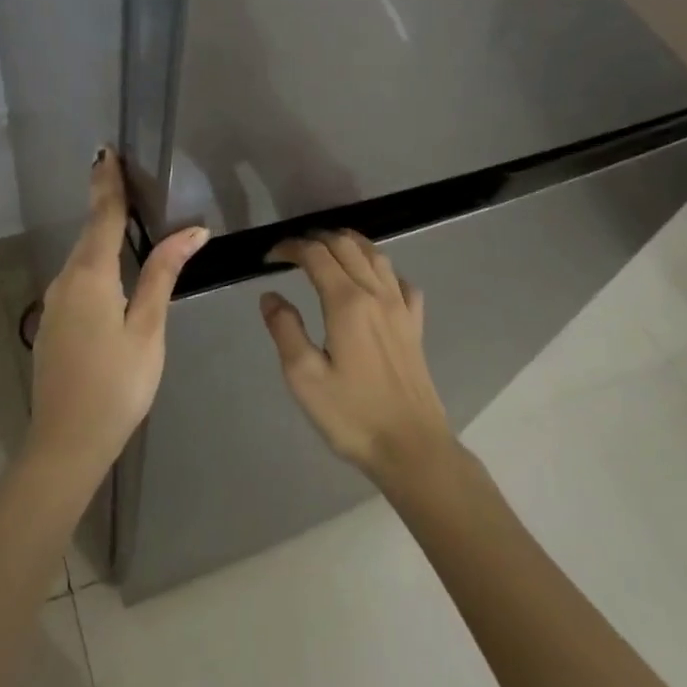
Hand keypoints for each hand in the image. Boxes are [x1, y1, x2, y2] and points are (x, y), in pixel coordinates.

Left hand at [29, 151, 208, 477]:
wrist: (66, 441)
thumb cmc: (117, 384)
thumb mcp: (148, 327)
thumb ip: (164, 274)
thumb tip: (192, 230)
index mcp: (90, 276)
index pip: (103, 216)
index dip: (108, 182)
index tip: (107, 150)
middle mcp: (65, 281)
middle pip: (89, 233)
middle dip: (105, 201)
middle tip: (123, 173)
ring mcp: (54, 303)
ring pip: (82, 258)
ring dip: (101, 232)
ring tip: (125, 213)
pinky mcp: (53, 323)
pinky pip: (77, 279)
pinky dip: (95, 261)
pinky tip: (112, 268)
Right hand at [259, 231, 453, 487]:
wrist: (411, 446)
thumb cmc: (352, 415)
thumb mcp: (304, 377)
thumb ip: (285, 329)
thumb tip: (270, 295)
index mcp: (347, 302)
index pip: (316, 255)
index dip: (290, 248)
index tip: (270, 257)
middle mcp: (377, 294)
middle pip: (346, 246)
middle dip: (316, 239)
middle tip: (293, 252)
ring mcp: (401, 307)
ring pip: (376, 255)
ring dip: (349, 244)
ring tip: (328, 251)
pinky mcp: (416, 325)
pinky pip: (401, 281)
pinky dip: (382, 269)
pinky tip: (373, 282)